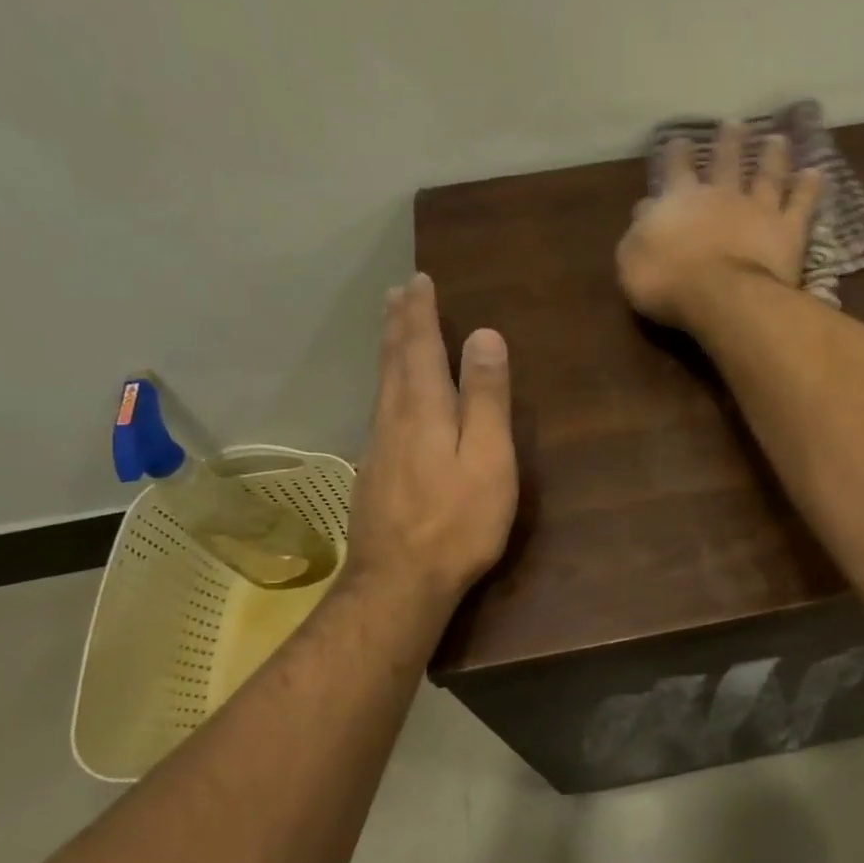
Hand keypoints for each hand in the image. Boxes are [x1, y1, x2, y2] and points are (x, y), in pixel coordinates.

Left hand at [342, 273, 516, 625]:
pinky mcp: (375, 473)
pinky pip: (381, 409)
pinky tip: (391, 394)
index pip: (419, 346)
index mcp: (424, 409)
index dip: (421, 312)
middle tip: (399, 291)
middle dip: (399, 322)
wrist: (399, 583)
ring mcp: (379, 448)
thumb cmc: (458, 521)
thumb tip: (485, 335)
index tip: (419, 280)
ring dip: (389, 349)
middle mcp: (394, 419)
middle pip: (394, 360)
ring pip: (383, 384)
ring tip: (393, 327)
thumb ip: (486, 397)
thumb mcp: (488, 457)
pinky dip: (388, 383)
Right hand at [616, 123, 821, 330]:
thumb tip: (645, 209)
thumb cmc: (666, 282)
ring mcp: (758, 210)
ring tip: (778, 139)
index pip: (676, 170)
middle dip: (729, 142)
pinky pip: (802, 204)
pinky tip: (817, 173)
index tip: (680, 140)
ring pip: (767, 175)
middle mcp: (721, 195)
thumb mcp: (632, 258)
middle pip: (725, 162)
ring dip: (772, 156)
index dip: (676, 154)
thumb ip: (639, 231)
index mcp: (680, 200)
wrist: (719, 295)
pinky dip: (810, 188)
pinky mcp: (787, 230)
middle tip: (735, 123)